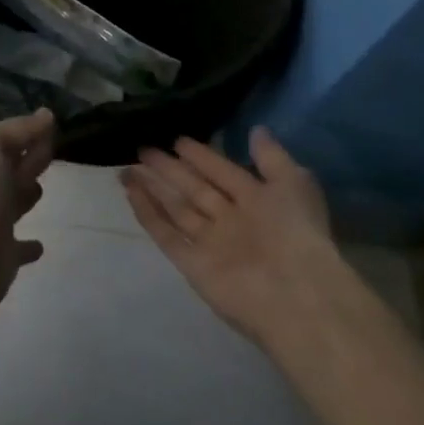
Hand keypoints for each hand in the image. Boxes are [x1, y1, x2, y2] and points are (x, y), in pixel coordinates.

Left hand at [0, 108, 54, 323]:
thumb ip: (18, 129)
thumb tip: (46, 114)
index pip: (7, 138)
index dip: (27, 130)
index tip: (52, 123)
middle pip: (11, 167)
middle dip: (28, 157)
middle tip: (51, 149)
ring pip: (14, 201)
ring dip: (25, 194)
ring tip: (40, 187)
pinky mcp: (4, 254)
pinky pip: (20, 247)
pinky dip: (28, 245)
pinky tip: (40, 246)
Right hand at [119, 127, 346, 346]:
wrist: (296, 295)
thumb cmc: (297, 234)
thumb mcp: (293, 185)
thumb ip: (272, 157)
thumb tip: (256, 129)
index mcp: (258, 202)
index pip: (222, 172)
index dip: (201, 156)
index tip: (175, 139)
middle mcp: (232, 221)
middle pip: (194, 189)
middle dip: (169, 169)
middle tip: (142, 149)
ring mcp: (210, 243)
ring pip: (176, 209)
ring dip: (152, 188)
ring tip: (126, 168)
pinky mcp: (192, 264)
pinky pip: (166, 235)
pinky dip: (147, 215)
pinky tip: (130, 193)